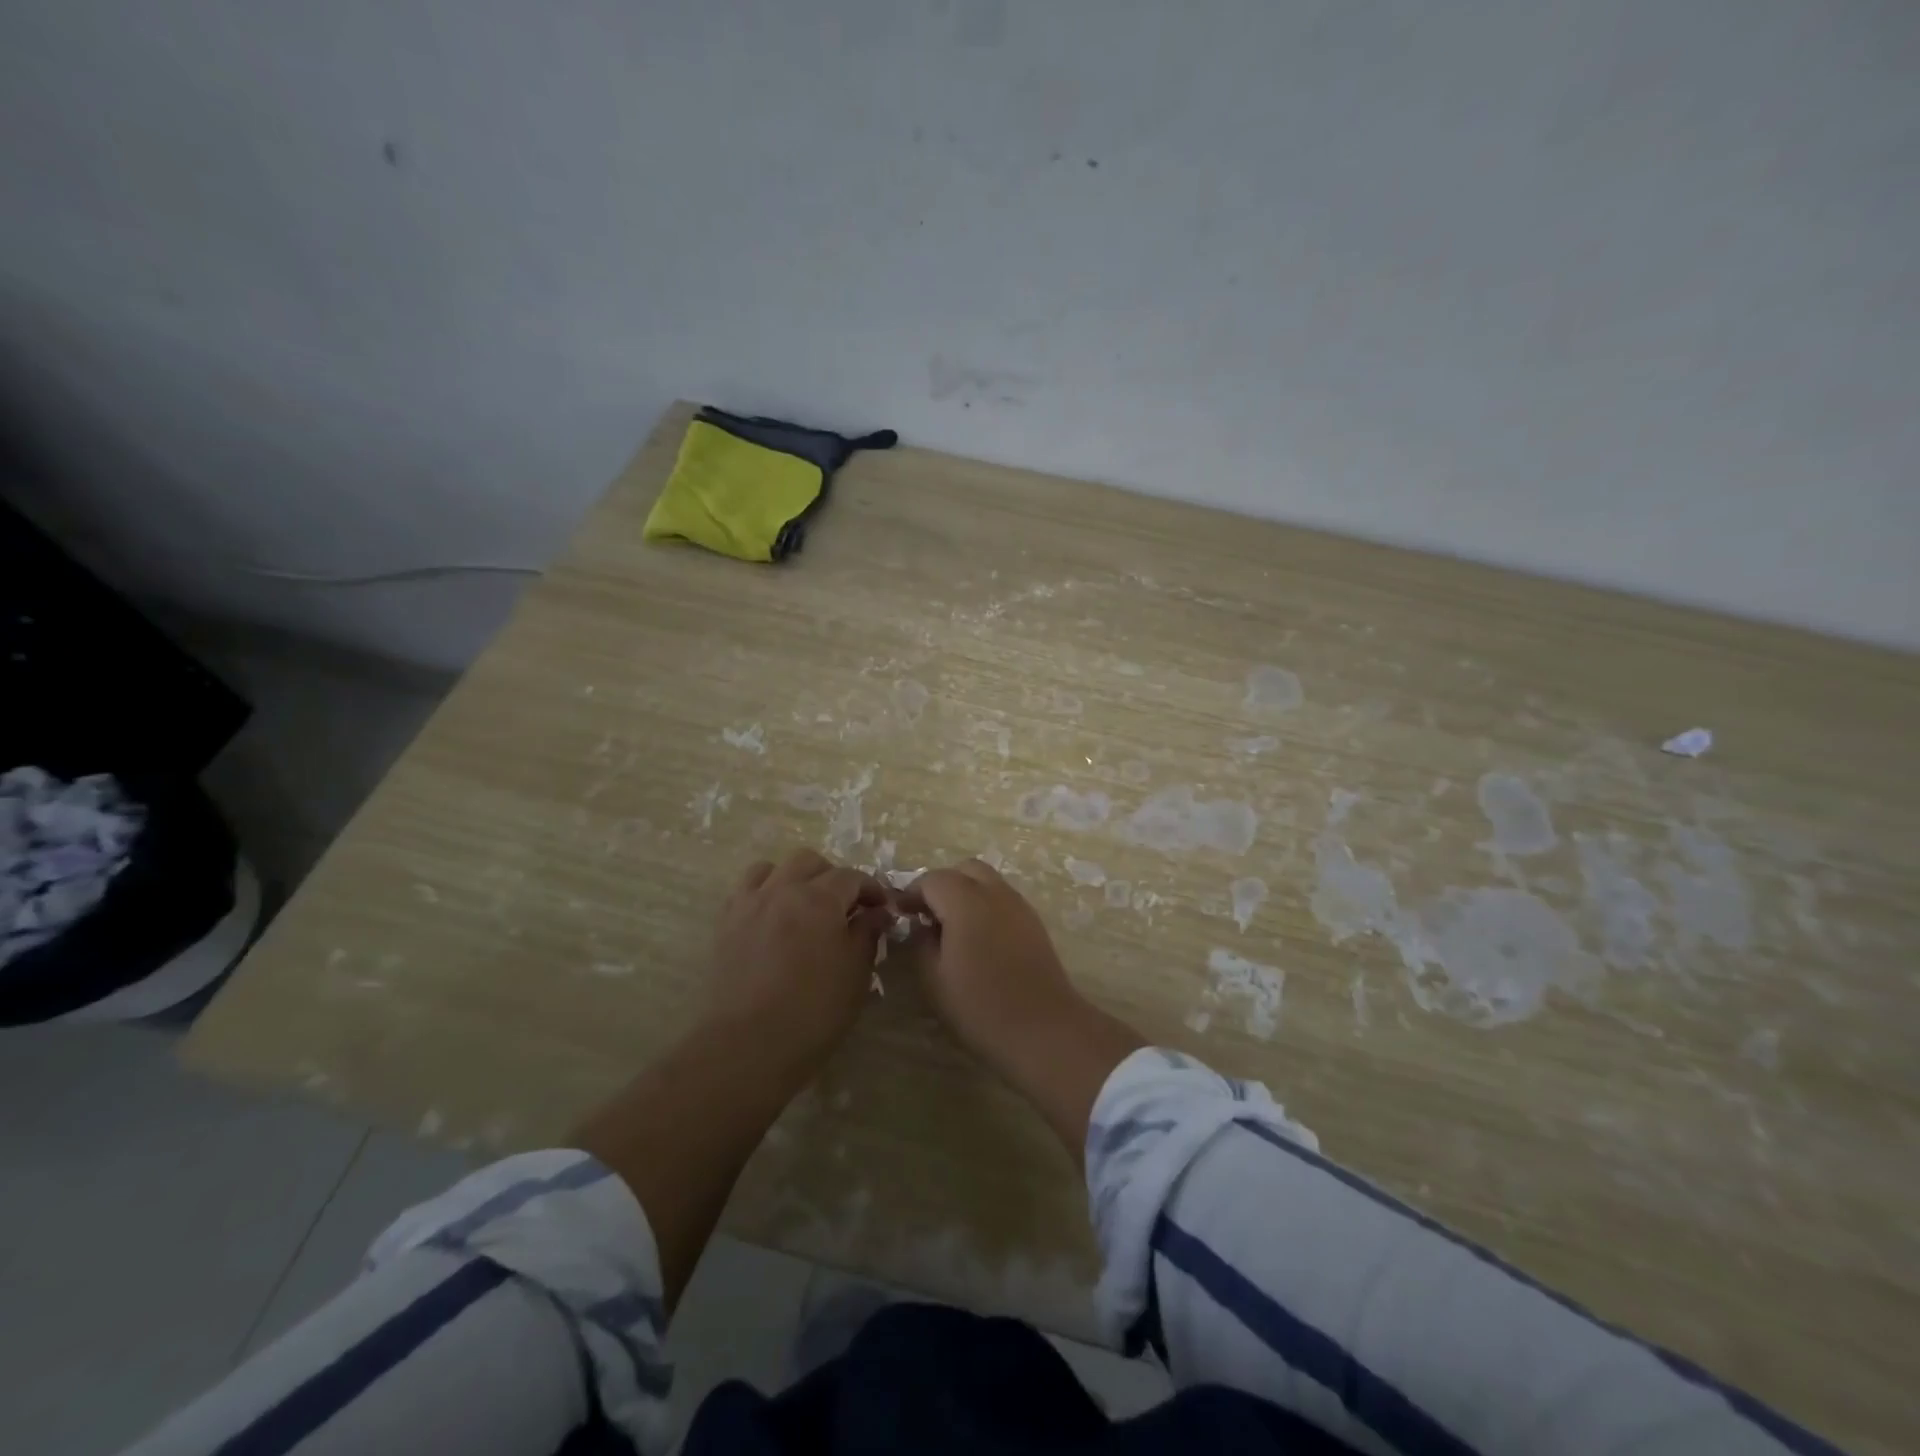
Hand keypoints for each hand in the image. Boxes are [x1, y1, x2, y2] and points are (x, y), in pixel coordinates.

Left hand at [709, 850, 891, 1072]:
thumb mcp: (856, 973)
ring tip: (804, 905)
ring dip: (794, 878)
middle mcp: (783, 890)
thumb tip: (877, 913)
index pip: (851, 876)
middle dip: (832, 876)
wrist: (748, 1045)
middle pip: (810, 861)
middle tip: (844, 906)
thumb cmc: (814, 1012)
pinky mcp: (726, 923)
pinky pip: (746, 889)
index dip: (871, 889)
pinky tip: (773, 917)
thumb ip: (867, 934)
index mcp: (820, 899)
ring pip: (773, 868)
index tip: (881, 909)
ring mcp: (750, 903)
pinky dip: (764, 891)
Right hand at [898, 858, 1085, 1075]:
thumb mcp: (934, 979)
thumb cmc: (981, 1006)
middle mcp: (995, 893)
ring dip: (966, 893)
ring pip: (988, 881)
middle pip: (965, 870)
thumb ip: (921, 943)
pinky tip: (978, 938)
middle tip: (927, 914)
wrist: (1043, 1027)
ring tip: (952, 927)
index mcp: (965, 901)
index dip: (912, 893)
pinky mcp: (1034, 922)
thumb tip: (921, 925)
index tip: (900, 913)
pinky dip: (985, 906)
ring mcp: (1019, 905)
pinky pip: (1003, 899)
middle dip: (942, 885)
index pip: (932, 880)